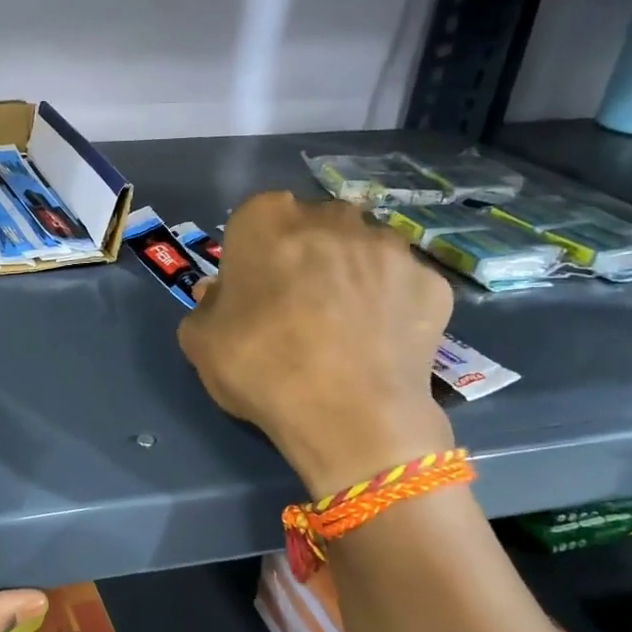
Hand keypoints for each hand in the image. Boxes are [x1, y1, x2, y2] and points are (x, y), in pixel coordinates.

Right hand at [177, 193, 454, 493]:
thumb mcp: (200, 341)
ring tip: (341, 327)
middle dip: (303, 256)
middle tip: (294, 307)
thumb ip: (207, 307)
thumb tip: (223, 296)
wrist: (349, 414)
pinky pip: (399, 285)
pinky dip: (388, 305)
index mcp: (267, 220)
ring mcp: (390, 246)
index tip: (250, 291)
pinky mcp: (432, 281)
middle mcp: (332, 217)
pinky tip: (376, 342)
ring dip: (349, 275)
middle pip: (312, 228)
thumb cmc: (261, 366)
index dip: (250, 256)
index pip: (253, 220)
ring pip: (361, 251)